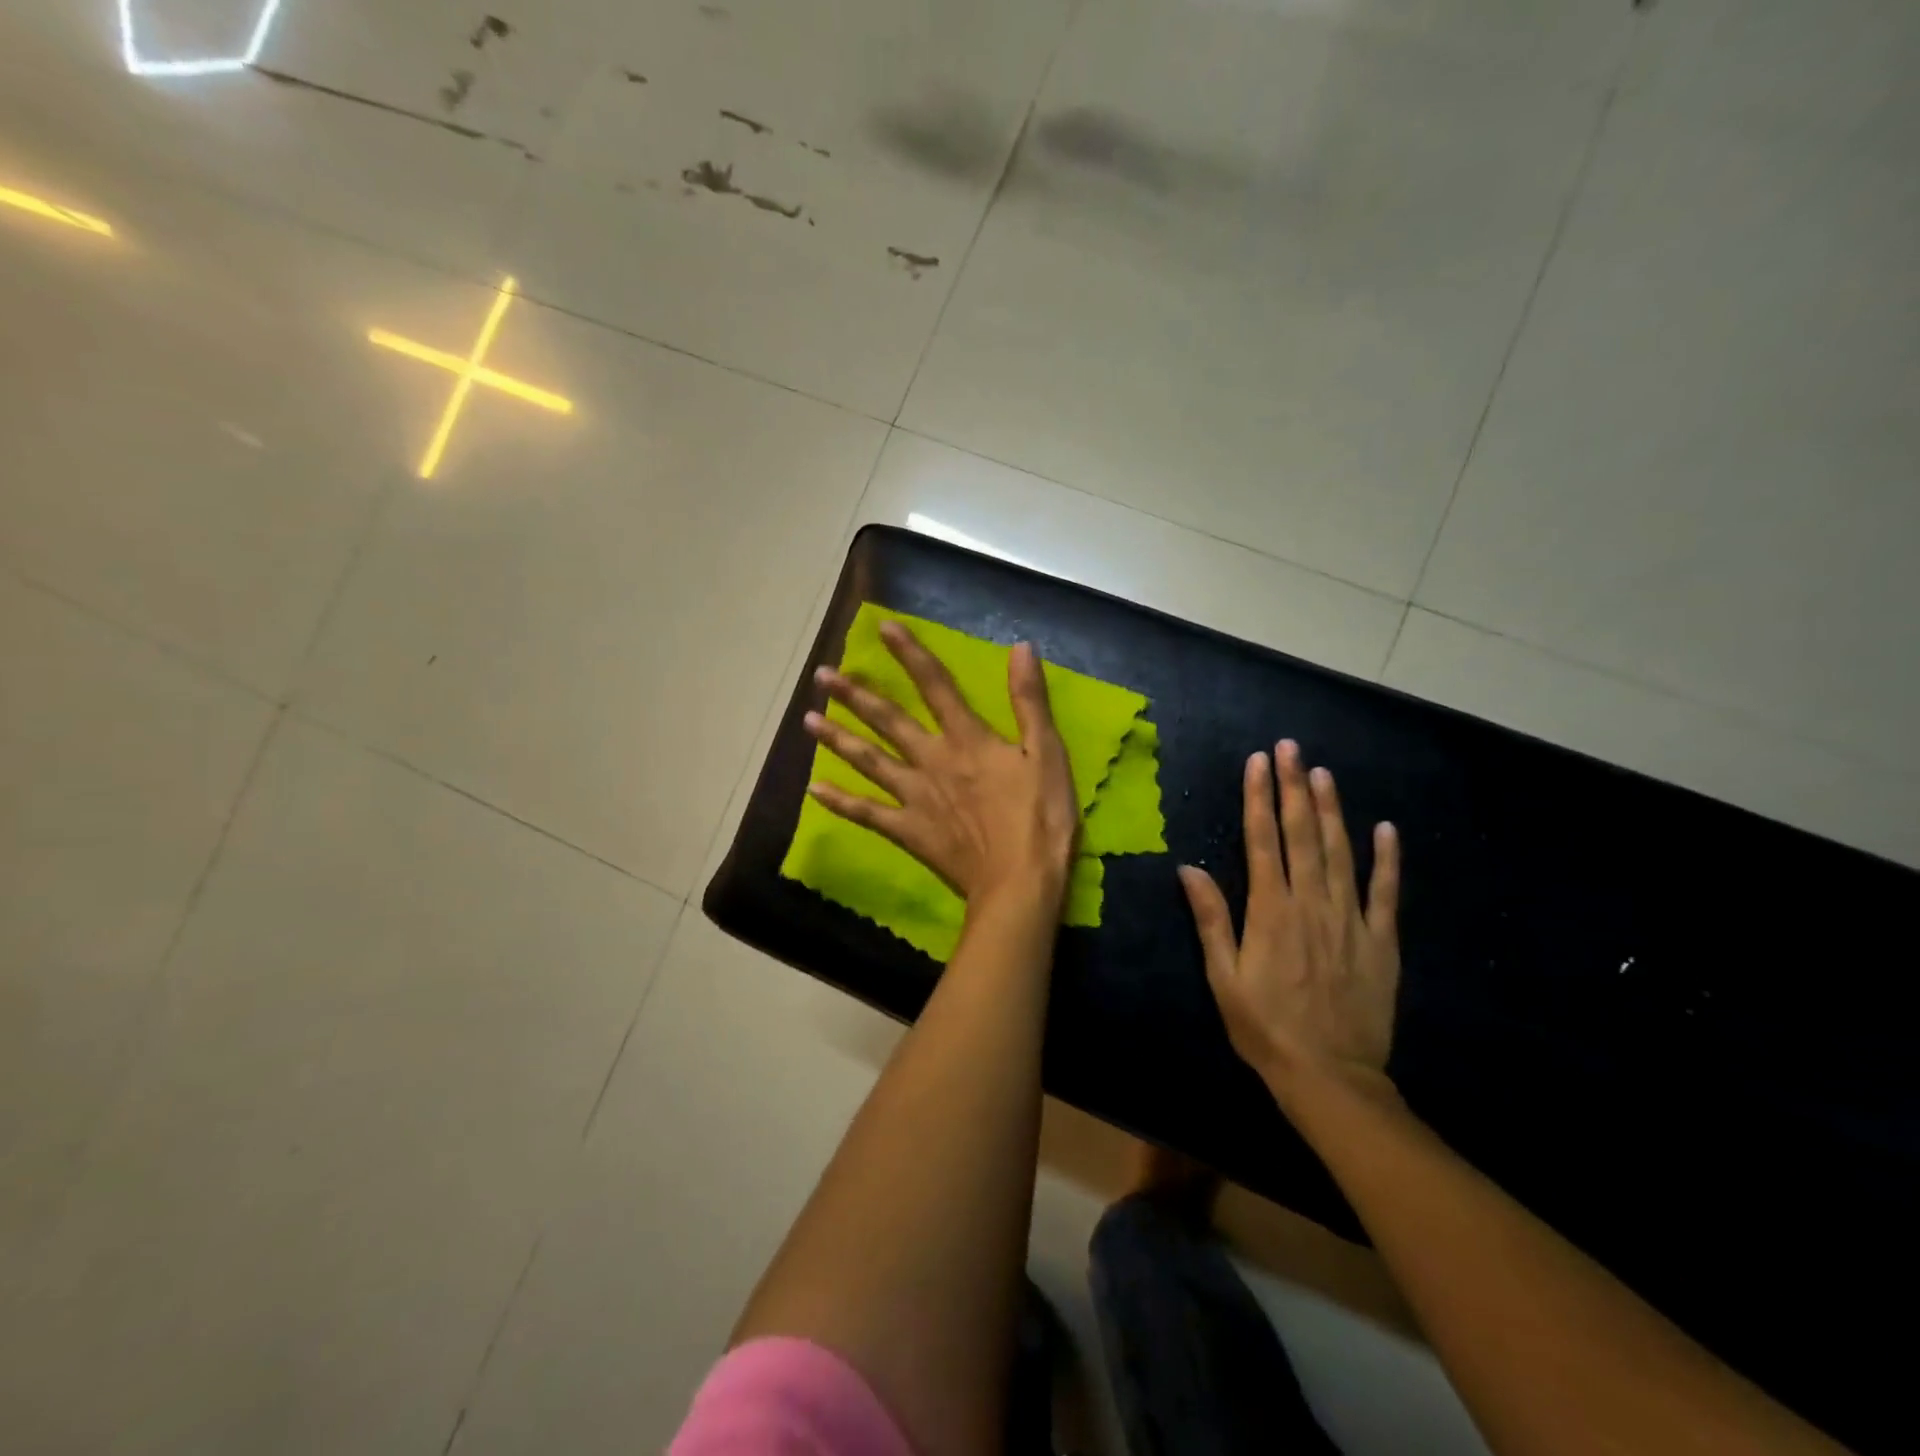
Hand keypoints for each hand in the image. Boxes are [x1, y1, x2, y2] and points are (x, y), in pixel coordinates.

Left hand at [803, 620, 1079, 904]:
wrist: (1020, 883)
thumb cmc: (1040, 818)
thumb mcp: (1047, 754)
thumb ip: (1029, 701)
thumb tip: (1020, 647)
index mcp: (967, 739)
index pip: (935, 685)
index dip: (910, 653)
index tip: (883, 627)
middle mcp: (931, 760)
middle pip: (888, 720)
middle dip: (855, 695)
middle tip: (822, 675)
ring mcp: (914, 797)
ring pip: (869, 760)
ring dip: (838, 738)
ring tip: (807, 719)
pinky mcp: (907, 831)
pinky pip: (866, 813)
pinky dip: (840, 801)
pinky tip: (814, 789)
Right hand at [1179, 740, 1401, 1099]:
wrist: (1330, 1076)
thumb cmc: (1265, 1027)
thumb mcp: (1223, 977)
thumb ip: (1211, 919)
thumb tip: (1189, 868)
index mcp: (1270, 912)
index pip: (1263, 842)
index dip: (1259, 798)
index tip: (1258, 763)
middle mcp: (1311, 905)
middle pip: (1302, 835)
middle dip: (1293, 787)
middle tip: (1290, 748)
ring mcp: (1351, 920)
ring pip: (1341, 852)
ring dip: (1331, 809)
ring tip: (1323, 772)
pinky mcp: (1381, 941)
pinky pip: (1385, 892)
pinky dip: (1386, 858)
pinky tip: (1384, 828)